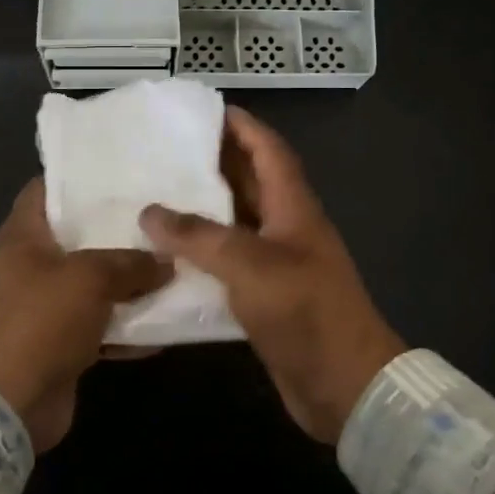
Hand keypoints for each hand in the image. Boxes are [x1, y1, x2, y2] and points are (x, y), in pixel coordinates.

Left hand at [0, 179, 170, 451]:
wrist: (10, 404)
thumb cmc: (41, 322)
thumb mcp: (90, 279)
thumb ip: (131, 263)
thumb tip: (166, 261)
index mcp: (23, 237)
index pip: (46, 189)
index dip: (78, 176)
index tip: (121, 170)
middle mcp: (31, 265)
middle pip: (78, 235)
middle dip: (117, 228)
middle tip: (160, 214)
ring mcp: (45, 304)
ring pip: (94, 280)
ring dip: (129, 279)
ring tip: (173, 260)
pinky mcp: (61, 340)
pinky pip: (100, 322)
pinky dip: (127, 323)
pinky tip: (166, 320)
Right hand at [141, 107, 404, 442]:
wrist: (344, 385)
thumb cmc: (305, 311)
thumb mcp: (250, 265)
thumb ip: (199, 237)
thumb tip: (149, 212)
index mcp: (293, 207)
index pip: (268, 150)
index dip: (242, 126)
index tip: (204, 109)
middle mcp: (286, 227)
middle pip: (249, 182)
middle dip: (213, 163)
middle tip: (164, 150)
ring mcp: (277, 263)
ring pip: (235, 223)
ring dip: (202, 209)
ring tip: (156, 195)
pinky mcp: (265, 296)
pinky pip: (228, 262)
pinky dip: (201, 254)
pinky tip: (166, 255)